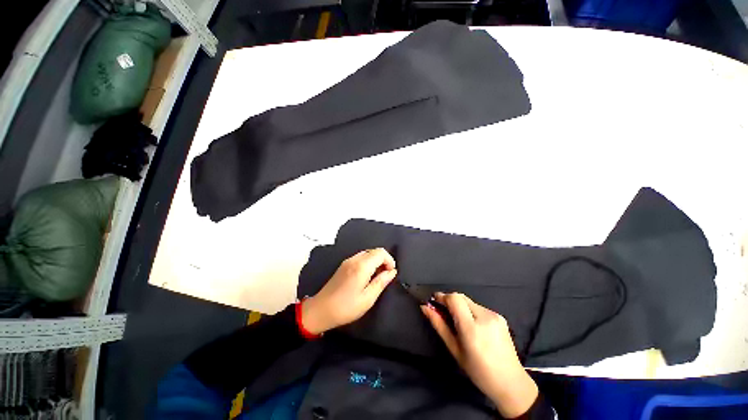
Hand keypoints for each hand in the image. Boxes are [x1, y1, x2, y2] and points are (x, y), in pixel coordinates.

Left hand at [302, 248, 396, 334]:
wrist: (321, 310)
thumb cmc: (346, 307)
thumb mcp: (368, 298)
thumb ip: (381, 282)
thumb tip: (392, 272)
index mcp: (362, 266)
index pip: (380, 252)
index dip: (389, 260)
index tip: (391, 273)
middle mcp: (355, 259)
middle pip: (374, 251)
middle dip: (383, 260)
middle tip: (385, 276)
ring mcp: (348, 261)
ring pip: (367, 253)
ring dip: (376, 261)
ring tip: (377, 277)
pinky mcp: (344, 265)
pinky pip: (360, 257)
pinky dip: (368, 262)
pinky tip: (366, 276)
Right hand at [422, 292, 537, 418]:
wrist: (511, 382)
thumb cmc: (478, 370)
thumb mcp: (454, 349)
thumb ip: (439, 325)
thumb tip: (424, 307)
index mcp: (472, 328)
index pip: (454, 299)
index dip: (442, 297)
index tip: (433, 301)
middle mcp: (485, 317)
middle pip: (461, 297)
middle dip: (449, 300)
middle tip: (442, 311)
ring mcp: (494, 315)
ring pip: (469, 301)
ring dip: (460, 306)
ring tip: (458, 321)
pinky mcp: (500, 316)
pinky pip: (478, 307)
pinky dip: (470, 310)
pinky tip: (472, 325)